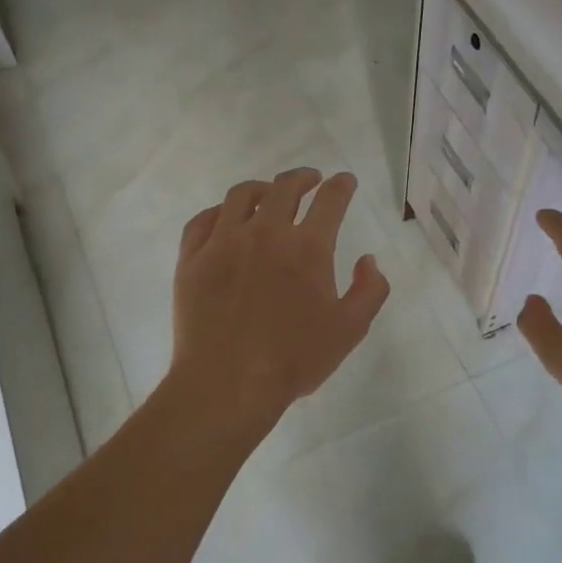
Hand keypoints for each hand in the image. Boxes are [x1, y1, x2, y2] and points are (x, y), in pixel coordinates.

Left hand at [169, 168, 390, 434]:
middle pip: (284, 188)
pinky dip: (220, 211)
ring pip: (241, 196)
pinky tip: (225, 218)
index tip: (345, 181)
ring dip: (262, 188)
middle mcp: (266, 233)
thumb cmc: (294, 360)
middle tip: (310, 179)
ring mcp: (223, 243)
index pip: (330, 201)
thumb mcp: (349, 330)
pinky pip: (203, 220)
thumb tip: (368, 260)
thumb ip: (369, 290)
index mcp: (308, 248)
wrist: (227, 384)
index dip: (341, 186)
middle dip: (302, 178)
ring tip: (268, 193)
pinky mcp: (192, 259)